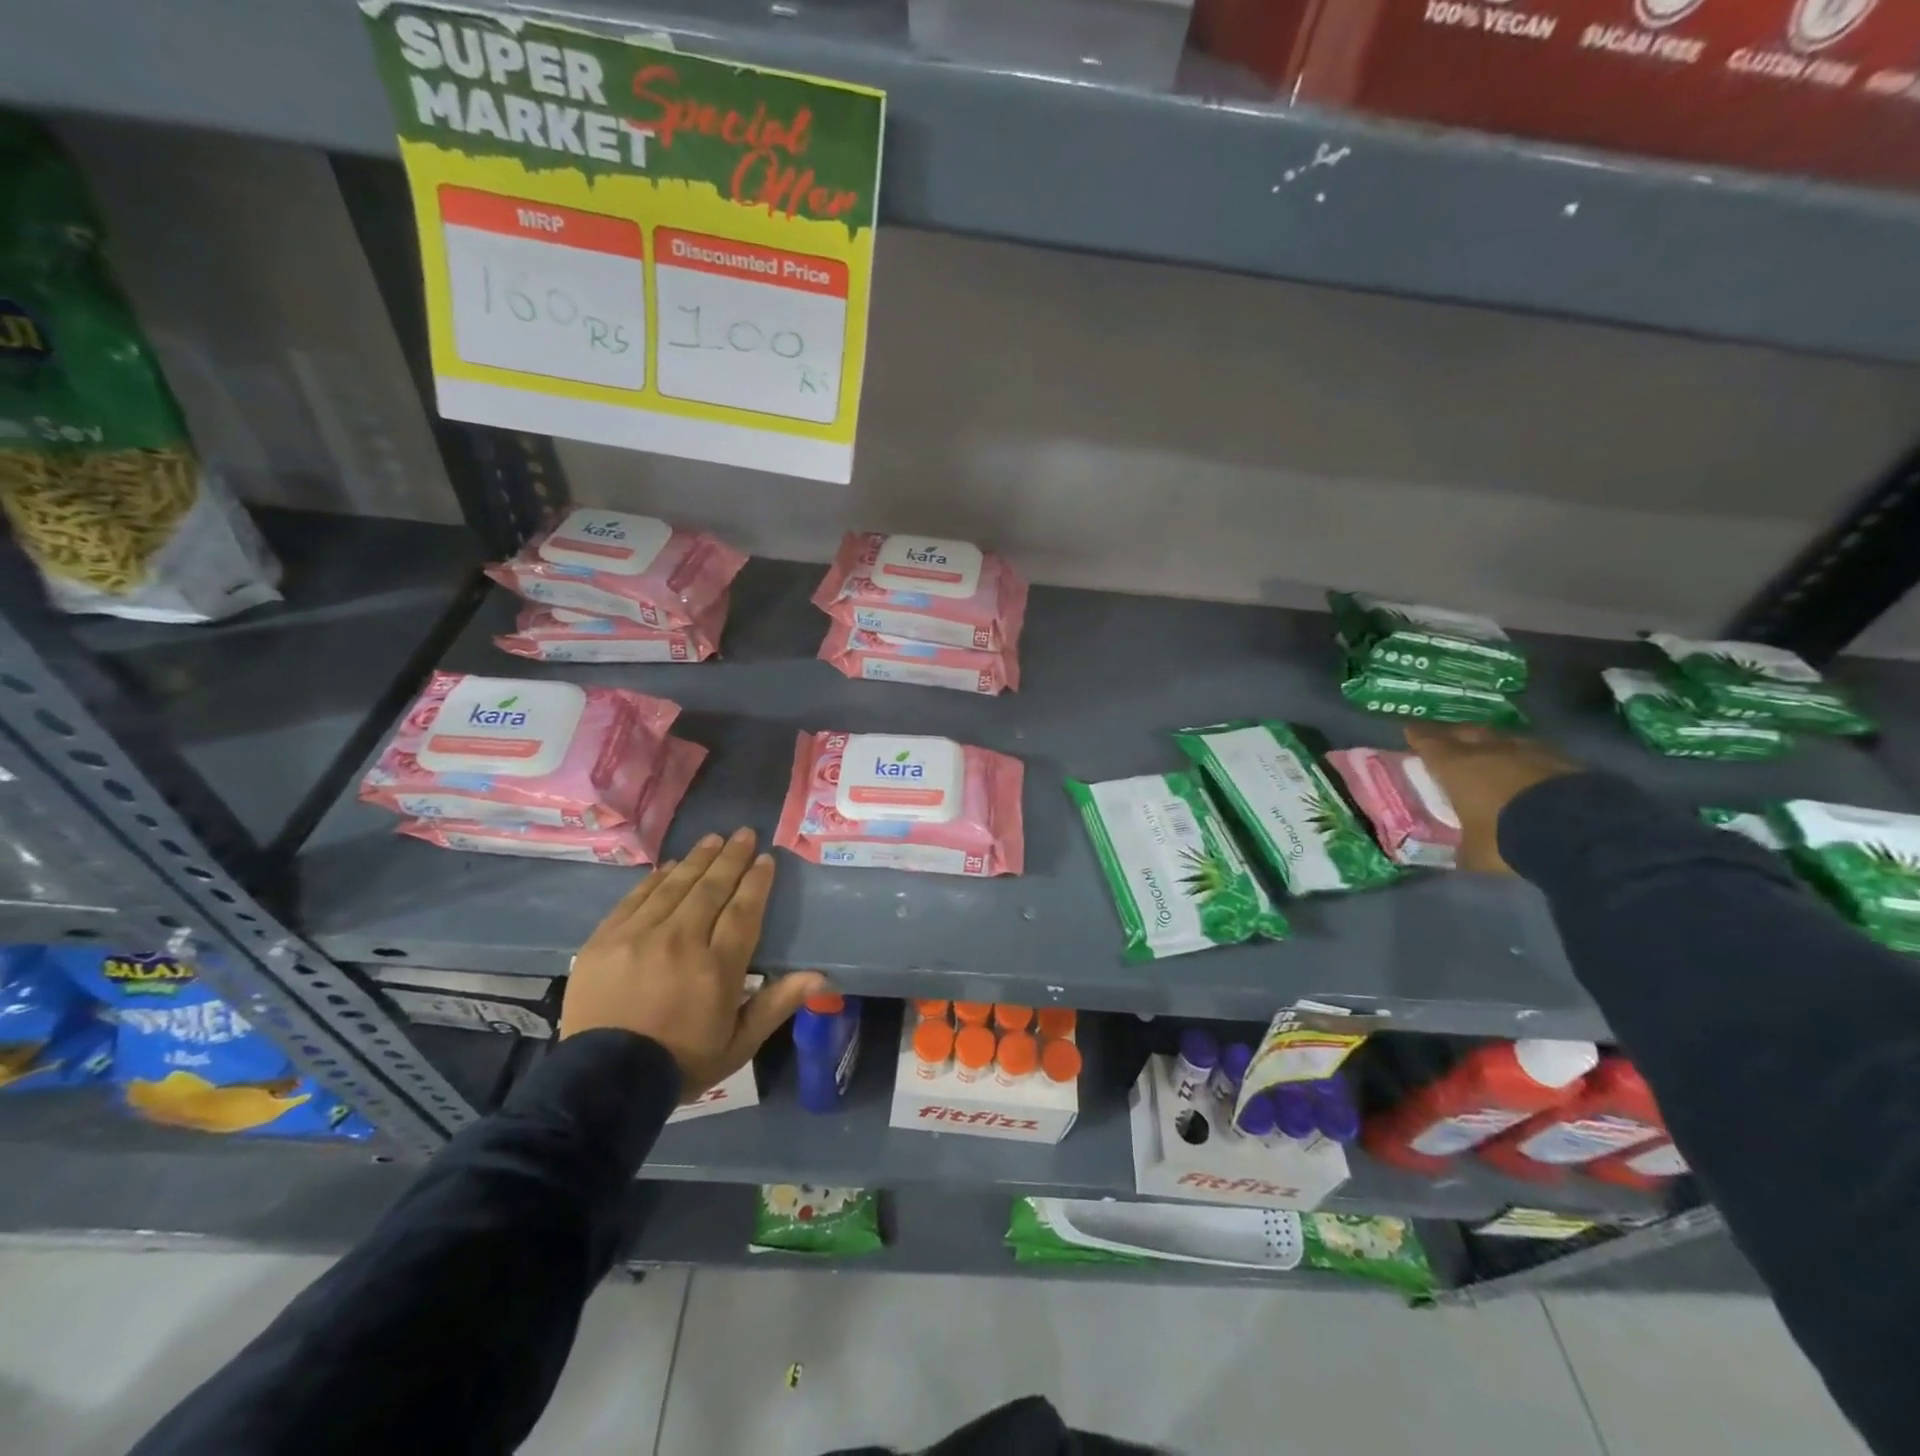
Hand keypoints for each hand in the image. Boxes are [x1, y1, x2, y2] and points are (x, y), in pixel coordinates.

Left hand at [561, 828, 825, 1099]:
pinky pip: (636, 898)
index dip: (756, 881)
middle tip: (744, 833)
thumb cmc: (682, 1062)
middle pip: (711, 889)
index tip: (765, 859)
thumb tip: (821, 976)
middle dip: (731, 858)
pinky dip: (656, 879)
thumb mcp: (739, 1043)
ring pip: (675, 886)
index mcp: (717, 968)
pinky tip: (670, 866)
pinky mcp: (606, 940)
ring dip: (697, 859)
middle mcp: (681, 942)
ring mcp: (639, 937)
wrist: (604, 1083)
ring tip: (714, 839)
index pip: (743, 910)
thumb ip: (777, 1003)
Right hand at [1404, 724, 1578, 873]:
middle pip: (1466, 732)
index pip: (1429, 743)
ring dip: (1492, 742)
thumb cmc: (1507, 836)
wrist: (1579, 832)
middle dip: (1453, 733)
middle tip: (1446, 737)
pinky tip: (1528, 766)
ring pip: (1502, 737)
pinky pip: (1535, 751)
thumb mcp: (1474, 852)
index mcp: (1456, 767)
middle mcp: (1489, 750)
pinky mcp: (1565, 760)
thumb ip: (1460, 848)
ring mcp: (1529, 751)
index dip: (1418, 736)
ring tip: (1488, 748)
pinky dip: (1525, 756)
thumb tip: (1451, 854)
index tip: (1410, 731)